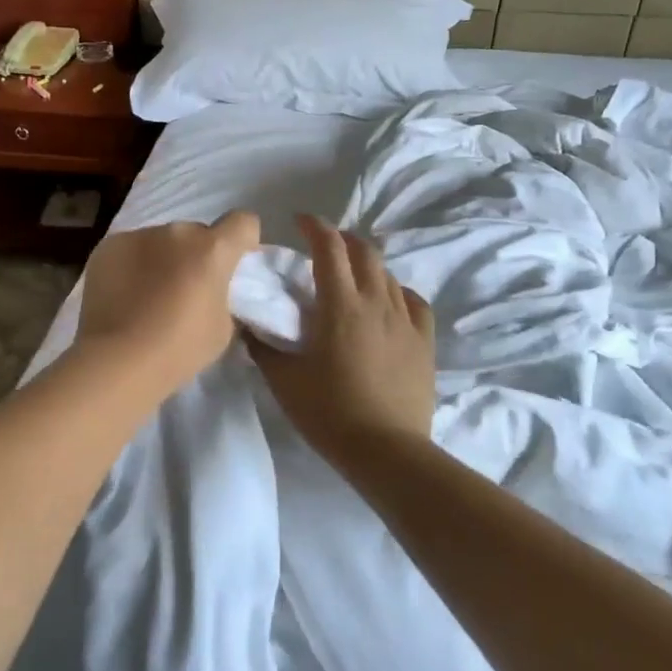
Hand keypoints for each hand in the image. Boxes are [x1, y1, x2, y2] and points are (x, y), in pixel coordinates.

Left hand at [74, 210, 261, 397]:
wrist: (118, 360)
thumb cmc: (180, 349)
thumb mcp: (223, 327)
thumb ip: (222, 296)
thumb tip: (211, 290)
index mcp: (213, 249)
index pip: (243, 222)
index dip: (243, 240)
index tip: (233, 264)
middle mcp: (178, 232)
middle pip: (197, 234)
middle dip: (196, 254)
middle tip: (186, 289)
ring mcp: (139, 235)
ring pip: (161, 241)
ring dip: (162, 259)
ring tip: (148, 295)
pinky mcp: (108, 246)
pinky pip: (130, 249)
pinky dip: (132, 265)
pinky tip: (123, 295)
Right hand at [247, 215, 435, 455]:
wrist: (386, 450)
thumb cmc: (328, 412)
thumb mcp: (284, 380)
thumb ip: (262, 347)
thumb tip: (246, 324)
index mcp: (340, 305)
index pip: (329, 247)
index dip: (314, 226)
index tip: (299, 221)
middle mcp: (376, 302)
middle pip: (364, 251)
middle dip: (343, 240)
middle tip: (324, 247)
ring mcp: (405, 320)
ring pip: (388, 274)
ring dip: (367, 265)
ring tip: (352, 277)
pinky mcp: (424, 341)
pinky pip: (414, 302)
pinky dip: (397, 292)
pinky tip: (390, 301)